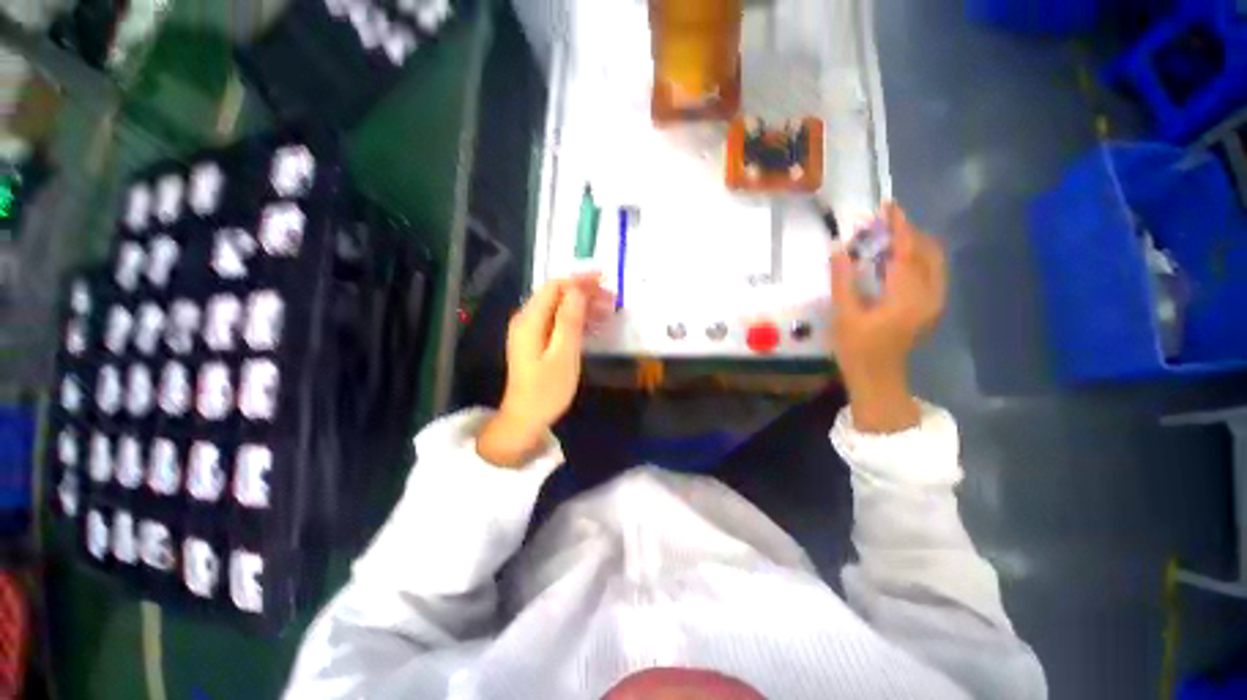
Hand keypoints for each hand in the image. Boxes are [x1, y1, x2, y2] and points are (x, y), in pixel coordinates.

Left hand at [477, 275, 612, 466]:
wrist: (525, 418)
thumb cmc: (547, 390)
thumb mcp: (563, 355)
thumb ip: (569, 320)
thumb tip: (578, 290)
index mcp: (530, 320)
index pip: (555, 286)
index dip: (580, 279)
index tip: (605, 280)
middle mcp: (526, 319)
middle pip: (557, 295)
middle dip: (585, 293)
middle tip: (612, 301)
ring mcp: (530, 330)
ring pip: (559, 308)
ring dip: (583, 307)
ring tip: (608, 313)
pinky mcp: (536, 341)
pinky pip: (558, 322)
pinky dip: (576, 320)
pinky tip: (594, 326)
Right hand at [830, 203, 945, 432]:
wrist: (878, 376)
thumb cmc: (857, 348)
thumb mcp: (844, 314)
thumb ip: (842, 280)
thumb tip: (839, 248)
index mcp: (906, 297)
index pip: (906, 252)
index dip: (898, 227)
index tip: (888, 206)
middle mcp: (929, 295)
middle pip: (926, 251)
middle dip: (907, 232)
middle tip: (882, 224)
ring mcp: (935, 301)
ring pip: (932, 260)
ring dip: (912, 244)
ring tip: (887, 238)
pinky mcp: (932, 306)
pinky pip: (931, 271)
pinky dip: (916, 258)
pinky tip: (896, 260)